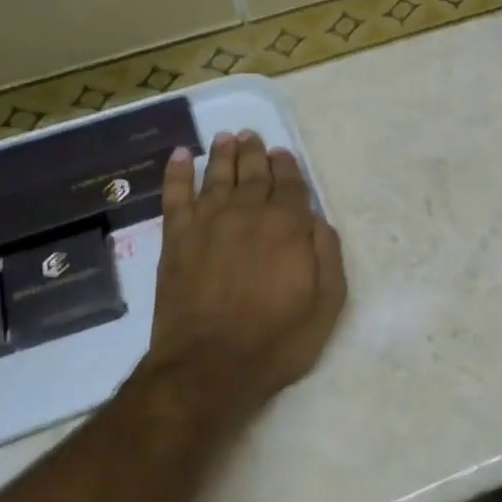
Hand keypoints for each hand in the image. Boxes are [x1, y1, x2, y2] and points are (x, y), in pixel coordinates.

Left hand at [142, 130, 346, 428]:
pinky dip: (176, 173)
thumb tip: (317, 219)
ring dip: (222, 154)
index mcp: (287, 225)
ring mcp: (207, 223)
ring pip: (216, 176)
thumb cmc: (277, 339)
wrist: (210, 366)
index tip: (283, 153)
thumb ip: (327, 254)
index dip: (287, 166)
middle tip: (252, 135)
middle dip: (255, 153)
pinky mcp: (176, 239)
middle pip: (252, 173)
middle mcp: (247, 212)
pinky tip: (178, 156)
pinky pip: (175, 195)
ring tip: (225, 136)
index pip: (289, 184)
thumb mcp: (326, 303)